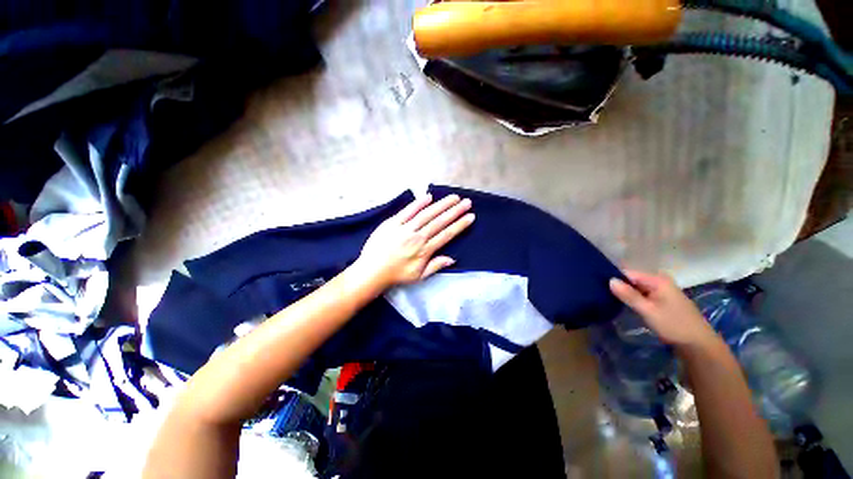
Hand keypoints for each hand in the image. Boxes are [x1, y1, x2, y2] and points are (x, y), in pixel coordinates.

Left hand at [353, 194, 474, 288]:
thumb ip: (435, 266)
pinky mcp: (392, 223)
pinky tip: (428, 197)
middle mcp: (417, 237)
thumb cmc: (397, 274)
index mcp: (424, 250)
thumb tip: (452, 259)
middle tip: (466, 202)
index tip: (470, 216)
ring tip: (453, 197)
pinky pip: (407, 211)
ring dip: (441, 205)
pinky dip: (418, 203)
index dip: (460, 225)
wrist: (372, 271)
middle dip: (455, 211)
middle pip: (439, 221)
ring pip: (426, 214)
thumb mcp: (418, 276)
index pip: (446, 234)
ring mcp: (404, 228)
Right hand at [609, 270, 716, 347]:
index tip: (598, 285)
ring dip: (625, 293)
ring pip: (637, 288)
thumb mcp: (648, 310)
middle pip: (632, 279)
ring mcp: (662, 290)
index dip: (613, 278)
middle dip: (619, 286)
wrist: (698, 344)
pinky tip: (623, 304)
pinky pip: (642, 294)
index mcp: (657, 279)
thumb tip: (609, 280)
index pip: (628, 273)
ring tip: (608, 298)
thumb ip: (628, 295)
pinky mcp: (662, 300)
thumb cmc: (673, 325)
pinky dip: (633, 298)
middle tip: (601, 293)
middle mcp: (660, 281)